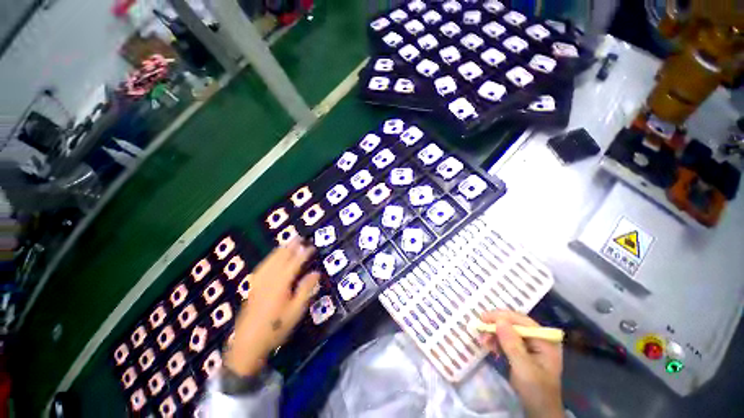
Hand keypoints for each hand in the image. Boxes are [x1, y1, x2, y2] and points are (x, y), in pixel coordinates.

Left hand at [224, 238, 319, 376]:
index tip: (311, 247)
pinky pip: (262, 266)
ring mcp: (259, 282)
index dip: (303, 253)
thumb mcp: (296, 311)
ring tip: (287, 242)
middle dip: (290, 247)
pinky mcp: (253, 287)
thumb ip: (306, 289)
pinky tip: (271, 258)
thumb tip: (316, 272)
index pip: (295, 263)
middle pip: (281, 258)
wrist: (248, 344)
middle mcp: (269, 278)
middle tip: (299, 237)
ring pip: (270, 260)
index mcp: (281, 283)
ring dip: (280, 250)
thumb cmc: (276, 327)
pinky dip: (269, 258)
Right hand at [479, 311, 563, 417]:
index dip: (503, 316)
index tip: (484, 317)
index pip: (522, 320)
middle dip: (496, 325)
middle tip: (480, 327)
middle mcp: (538, 339)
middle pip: (514, 323)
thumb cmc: (535, 390)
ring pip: (508, 330)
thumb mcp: (523, 368)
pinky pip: (506, 339)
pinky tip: (489, 346)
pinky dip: (496, 341)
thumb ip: (512, 344)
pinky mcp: (522, 351)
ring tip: (483, 340)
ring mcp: (530, 345)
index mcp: (545, 340)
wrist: (539, 412)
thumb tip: (499, 320)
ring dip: (494, 333)